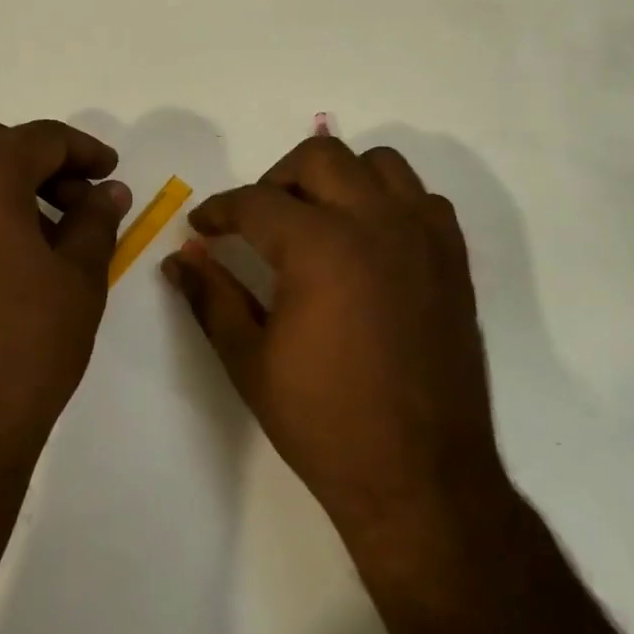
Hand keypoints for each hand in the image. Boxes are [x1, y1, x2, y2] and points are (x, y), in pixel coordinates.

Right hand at [163, 136, 514, 560]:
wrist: (420, 476)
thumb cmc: (324, 422)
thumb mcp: (250, 361)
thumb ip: (212, 297)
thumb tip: (180, 258)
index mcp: (319, 247)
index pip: (255, 202)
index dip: (219, 210)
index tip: (201, 226)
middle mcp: (375, 223)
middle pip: (320, 157)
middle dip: (276, 179)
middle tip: (258, 220)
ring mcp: (422, 237)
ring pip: (379, 164)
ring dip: (339, 178)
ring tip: (317, 219)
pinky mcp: (453, 260)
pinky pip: (422, 199)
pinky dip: (390, 202)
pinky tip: (370, 242)